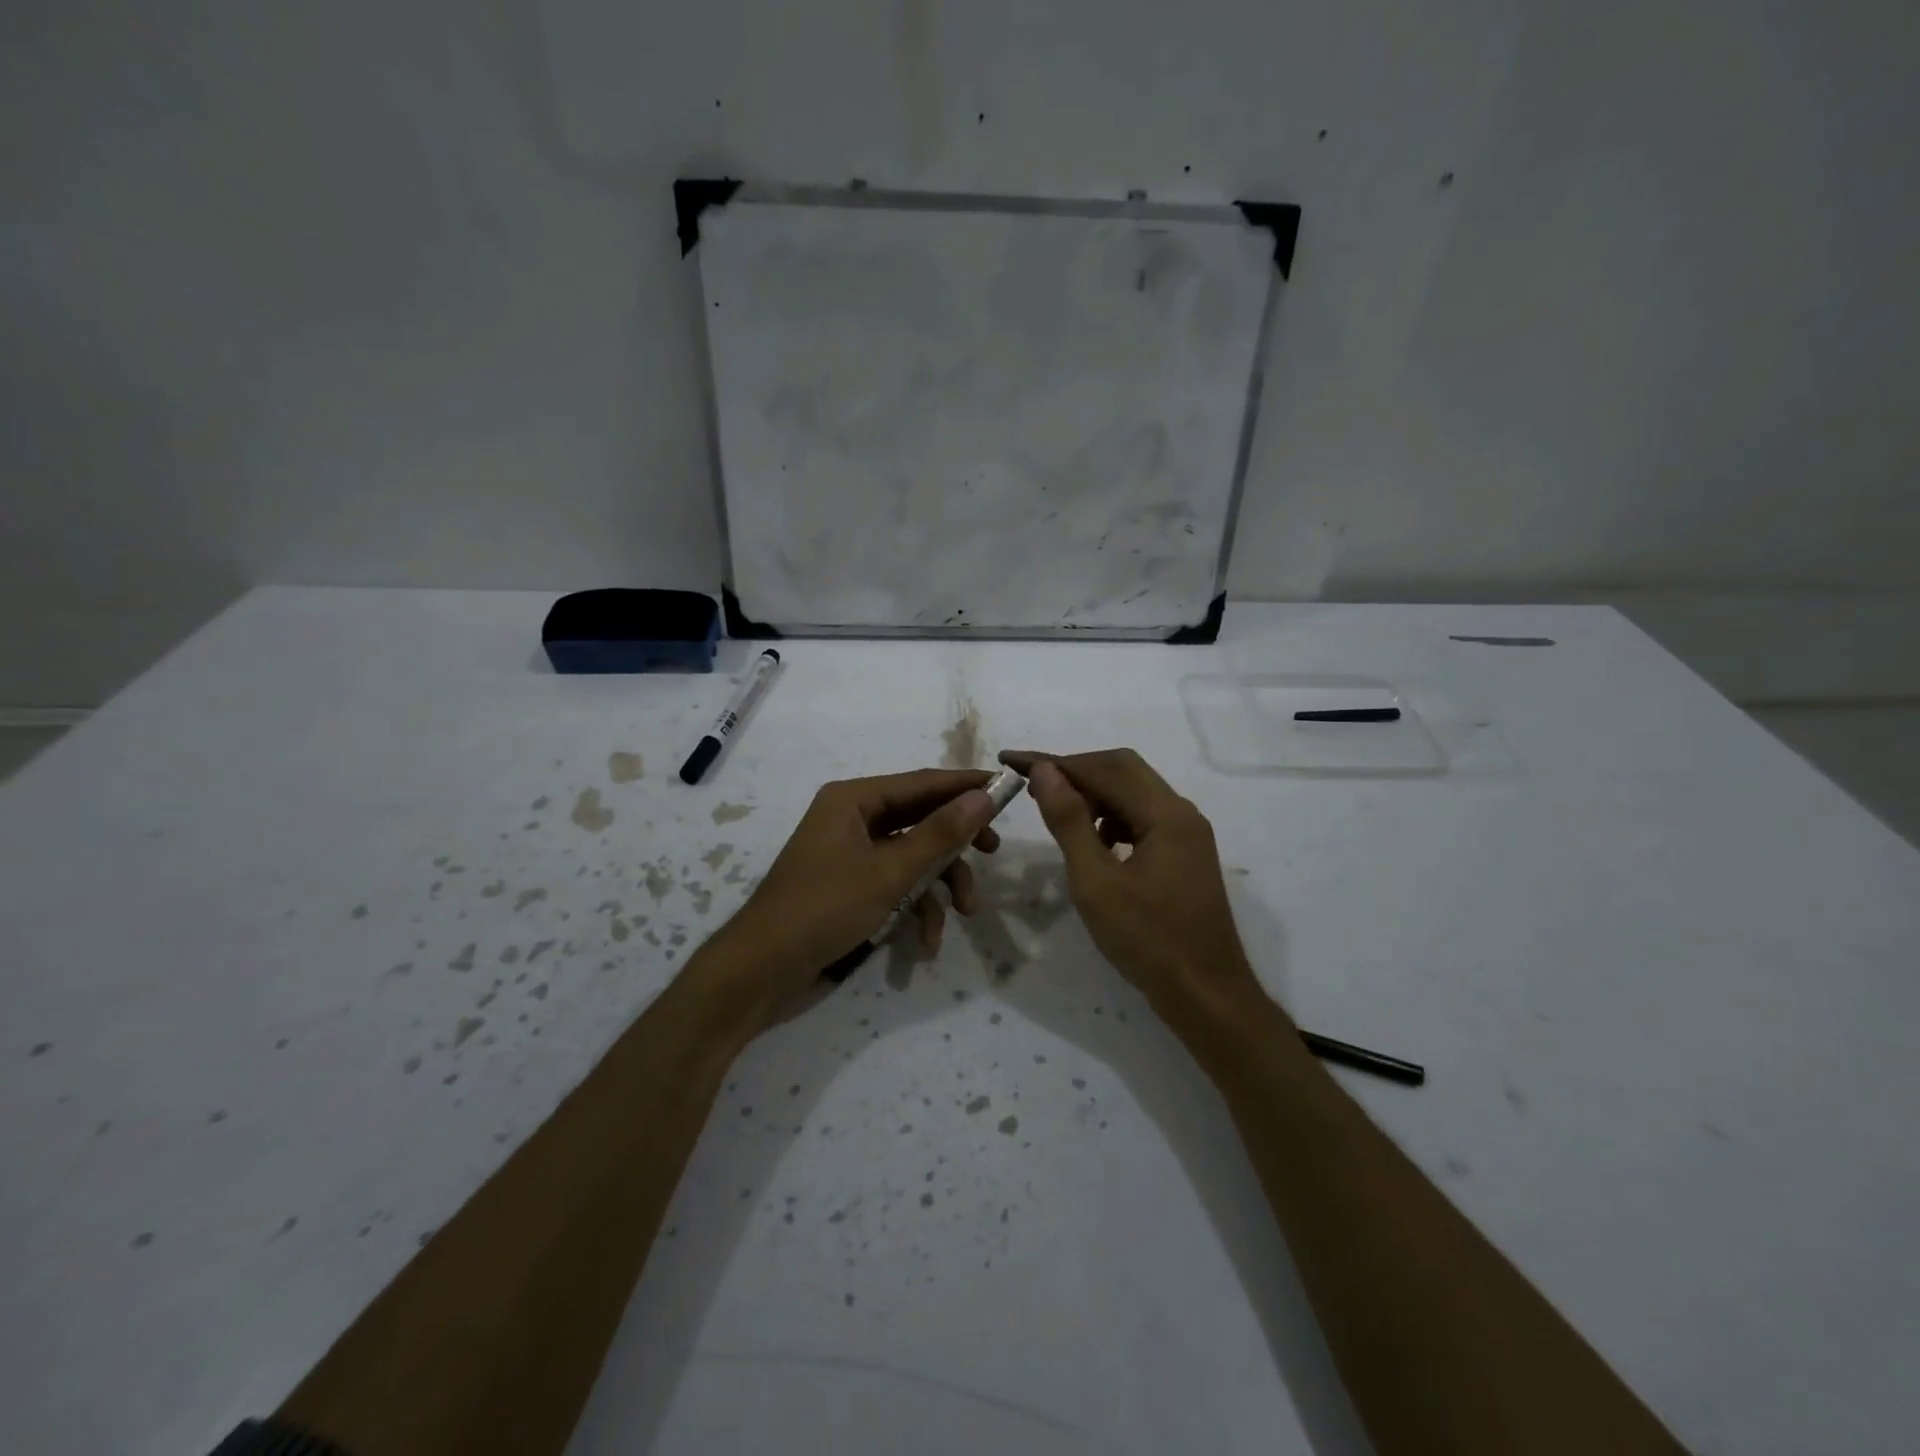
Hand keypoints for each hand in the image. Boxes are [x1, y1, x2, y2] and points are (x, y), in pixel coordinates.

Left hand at [690, 769, 1001, 1033]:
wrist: (761, 971)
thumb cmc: (824, 909)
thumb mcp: (889, 872)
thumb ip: (940, 833)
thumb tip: (984, 796)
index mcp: (854, 800)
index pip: (923, 782)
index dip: (966, 786)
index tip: (1007, 789)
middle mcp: (852, 818)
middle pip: (920, 818)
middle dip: (955, 844)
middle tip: (992, 852)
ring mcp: (850, 854)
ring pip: (912, 856)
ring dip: (939, 884)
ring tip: (964, 913)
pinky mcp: (850, 886)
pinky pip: (894, 884)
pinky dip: (914, 907)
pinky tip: (927, 940)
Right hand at [999, 748, 1263, 1019]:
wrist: (1206, 994)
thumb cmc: (1147, 940)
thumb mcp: (1096, 882)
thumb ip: (1069, 822)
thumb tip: (1044, 771)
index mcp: (1165, 814)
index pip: (1103, 768)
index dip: (1054, 762)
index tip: (1012, 762)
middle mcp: (1182, 813)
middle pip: (1123, 770)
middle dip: (1075, 772)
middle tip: (1033, 786)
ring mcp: (1187, 834)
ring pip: (1134, 793)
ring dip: (1095, 794)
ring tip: (1058, 814)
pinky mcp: (1185, 854)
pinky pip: (1144, 817)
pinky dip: (1113, 818)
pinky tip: (1094, 842)